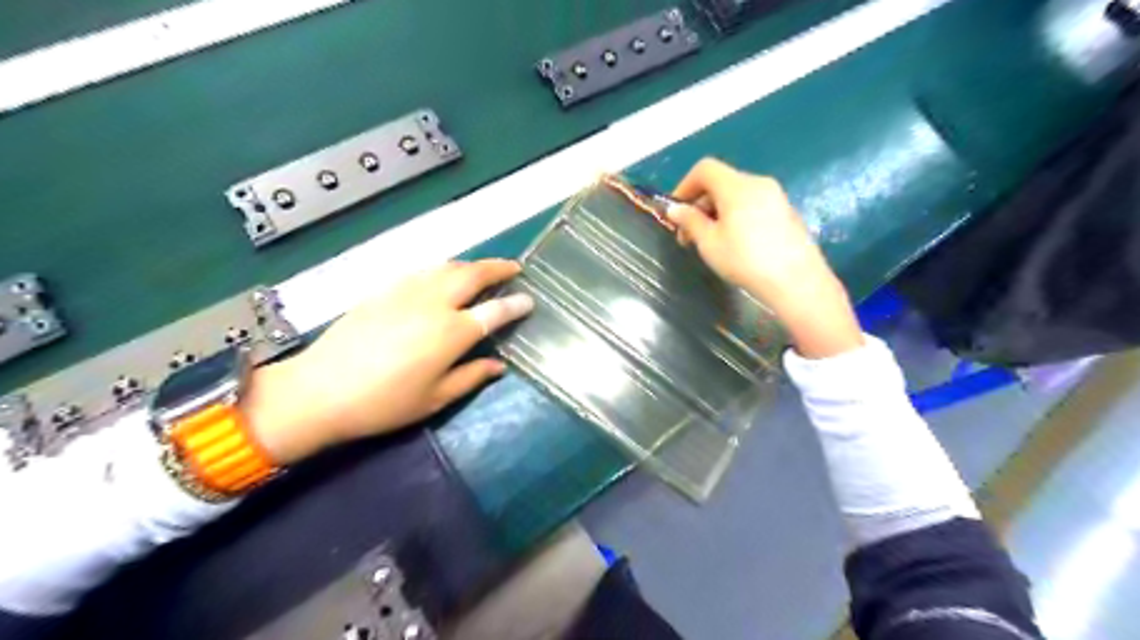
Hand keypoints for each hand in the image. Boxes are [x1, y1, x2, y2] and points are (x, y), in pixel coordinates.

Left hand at [240, 260, 535, 463]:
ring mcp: (406, 292)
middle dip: (498, 267)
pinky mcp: (384, 290)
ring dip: (471, 265)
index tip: (529, 300)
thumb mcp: (435, 398)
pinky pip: (423, 271)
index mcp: (451, 332)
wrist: (319, 391)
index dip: (515, 304)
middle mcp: (434, 303)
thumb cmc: (383, 403)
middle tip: (514, 268)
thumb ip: (471, 377)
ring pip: (447, 267)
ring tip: (483, 270)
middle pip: (473, 274)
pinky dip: (443, 269)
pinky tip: (443, 277)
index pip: (494, 310)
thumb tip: (498, 365)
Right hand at [671, 157, 864, 358]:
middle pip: (721, 182)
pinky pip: (752, 205)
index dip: (685, 186)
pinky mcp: (786, 212)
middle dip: (699, 204)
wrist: (796, 281)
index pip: (705, 169)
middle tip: (687, 235)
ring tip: (709, 242)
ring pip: (736, 195)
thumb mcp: (709, 243)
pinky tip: (734, 244)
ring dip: (716, 212)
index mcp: (737, 186)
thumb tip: (674, 209)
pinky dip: (735, 216)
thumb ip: (690, 221)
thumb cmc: (746, 260)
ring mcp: (776, 197)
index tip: (675, 212)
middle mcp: (758, 183)